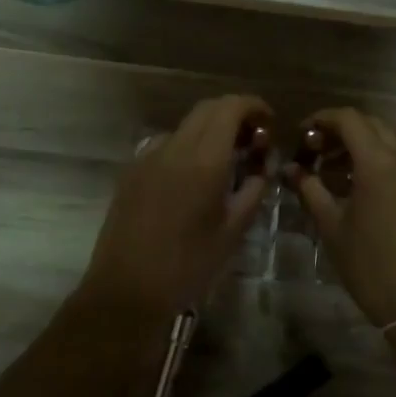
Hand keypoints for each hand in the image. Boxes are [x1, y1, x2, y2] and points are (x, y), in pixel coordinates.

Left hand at [77, 94, 272, 324]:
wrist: (127, 290)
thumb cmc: (188, 265)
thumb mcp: (233, 231)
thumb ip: (253, 189)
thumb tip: (262, 165)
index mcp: (205, 160)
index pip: (231, 108)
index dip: (254, 106)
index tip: (269, 122)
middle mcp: (175, 147)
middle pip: (207, 109)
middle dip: (234, 114)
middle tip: (253, 139)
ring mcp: (148, 156)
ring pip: (186, 126)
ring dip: (210, 130)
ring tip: (226, 160)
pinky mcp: (131, 171)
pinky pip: (166, 144)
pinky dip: (187, 146)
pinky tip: (193, 177)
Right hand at [287, 108, 395, 327]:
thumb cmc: (370, 266)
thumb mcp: (332, 227)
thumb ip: (310, 190)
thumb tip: (290, 169)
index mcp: (379, 162)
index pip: (349, 119)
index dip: (322, 119)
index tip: (303, 135)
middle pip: (373, 125)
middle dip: (343, 131)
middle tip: (319, 152)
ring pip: (393, 142)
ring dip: (366, 147)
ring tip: (341, 173)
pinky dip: (386, 162)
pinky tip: (370, 190)